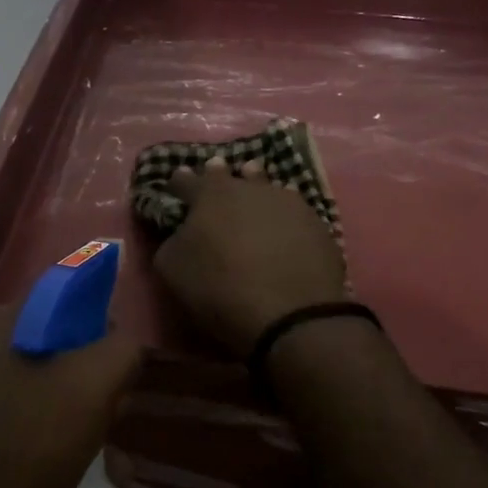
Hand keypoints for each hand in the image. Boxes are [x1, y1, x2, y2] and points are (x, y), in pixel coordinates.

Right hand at [153, 157, 347, 355]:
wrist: (290, 314)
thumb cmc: (221, 289)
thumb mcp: (173, 269)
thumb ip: (171, 241)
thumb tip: (179, 233)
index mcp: (210, 194)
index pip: (186, 181)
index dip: (178, 183)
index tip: (175, 184)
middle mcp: (250, 188)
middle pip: (231, 175)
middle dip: (219, 175)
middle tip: (216, 172)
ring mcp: (288, 203)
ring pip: (266, 188)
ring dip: (256, 188)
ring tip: (255, 194)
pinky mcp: (316, 224)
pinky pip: (293, 212)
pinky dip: (284, 216)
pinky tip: (285, 225)